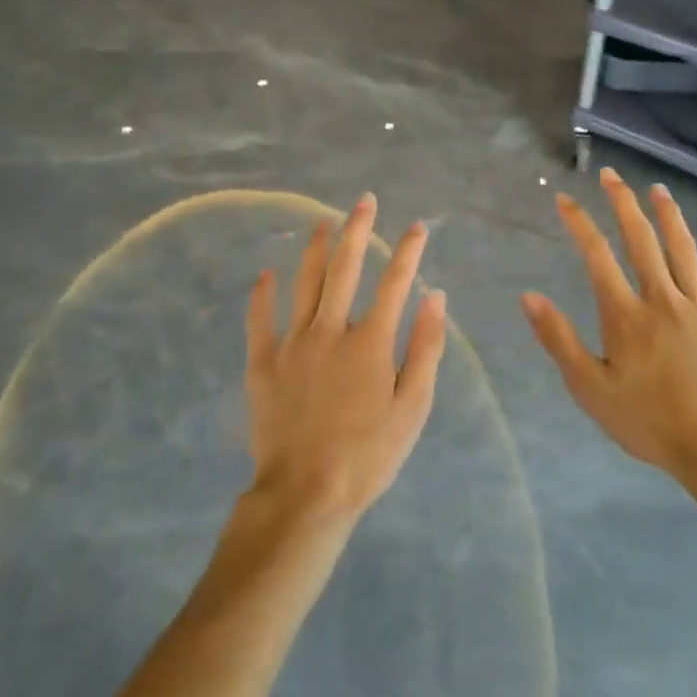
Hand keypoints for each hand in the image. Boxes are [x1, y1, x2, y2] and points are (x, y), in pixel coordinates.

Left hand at [245, 195, 447, 523]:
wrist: (305, 495)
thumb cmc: (368, 455)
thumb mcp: (413, 408)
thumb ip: (426, 348)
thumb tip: (436, 297)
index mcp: (370, 342)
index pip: (395, 283)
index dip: (408, 251)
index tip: (417, 226)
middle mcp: (331, 330)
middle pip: (346, 269)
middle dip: (357, 230)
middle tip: (363, 201)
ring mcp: (293, 344)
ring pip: (304, 283)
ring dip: (315, 249)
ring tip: (321, 223)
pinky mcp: (263, 363)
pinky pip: (260, 319)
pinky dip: (262, 294)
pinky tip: (266, 273)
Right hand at [523, 168, 696, 482]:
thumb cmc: (649, 423)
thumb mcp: (591, 389)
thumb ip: (559, 340)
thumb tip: (529, 296)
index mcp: (626, 315)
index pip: (597, 256)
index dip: (579, 223)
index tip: (565, 199)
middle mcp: (663, 300)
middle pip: (642, 240)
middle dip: (623, 204)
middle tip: (611, 175)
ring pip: (684, 251)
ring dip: (670, 217)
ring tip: (658, 189)